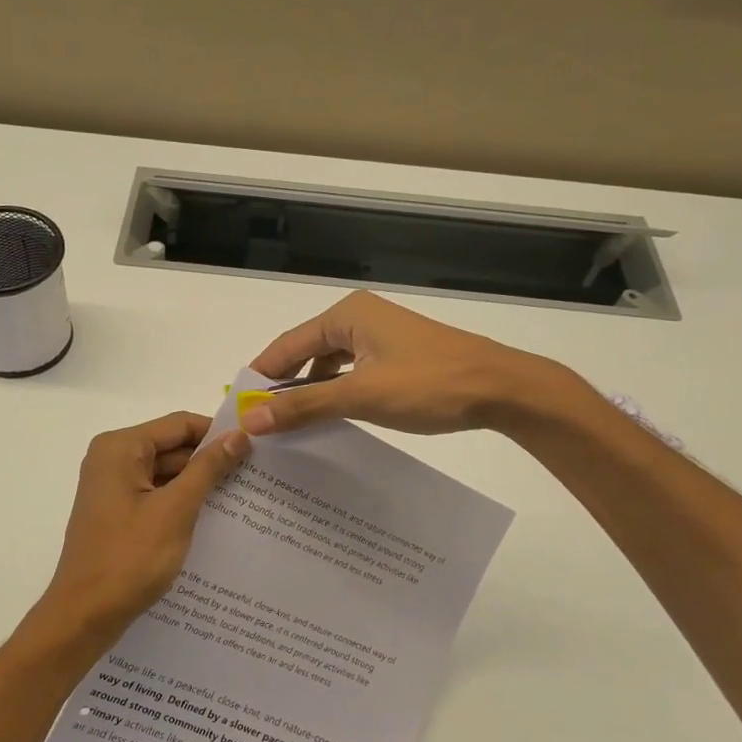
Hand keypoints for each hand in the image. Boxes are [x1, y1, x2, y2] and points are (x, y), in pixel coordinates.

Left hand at [30, 412, 249, 646]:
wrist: (84, 615)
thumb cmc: (130, 558)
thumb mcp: (176, 510)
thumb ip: (208, 469)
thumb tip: (238, 435)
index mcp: (120, 448)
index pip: (179, 424)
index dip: (217, 433)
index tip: (255, 447)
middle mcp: (112, 459)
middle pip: (172, 446)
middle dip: (210, 460)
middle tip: (255, 474)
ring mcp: (112, 487)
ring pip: (166, 472)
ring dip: (198, 483)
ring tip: (243, 495)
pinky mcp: (117, 512)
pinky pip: (156, 494)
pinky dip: (181, 502)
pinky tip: (213, 517)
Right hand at [243, 291, 578, 435]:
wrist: (503, 389)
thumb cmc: (429, 385)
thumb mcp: (361, 397)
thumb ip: (304, 407)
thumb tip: (251, 420)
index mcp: (346, 315)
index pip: (286, 345)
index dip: (260, 376)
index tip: (238, 409)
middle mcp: (359, 317)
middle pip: (305, 352)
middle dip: (284, 386)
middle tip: (259, 423)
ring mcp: (381, 335)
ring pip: (329, 364)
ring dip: (310, 392)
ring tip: (288, 426)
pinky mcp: (397, 354)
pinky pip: (352, 371)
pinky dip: (336, 392)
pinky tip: (330, 418)